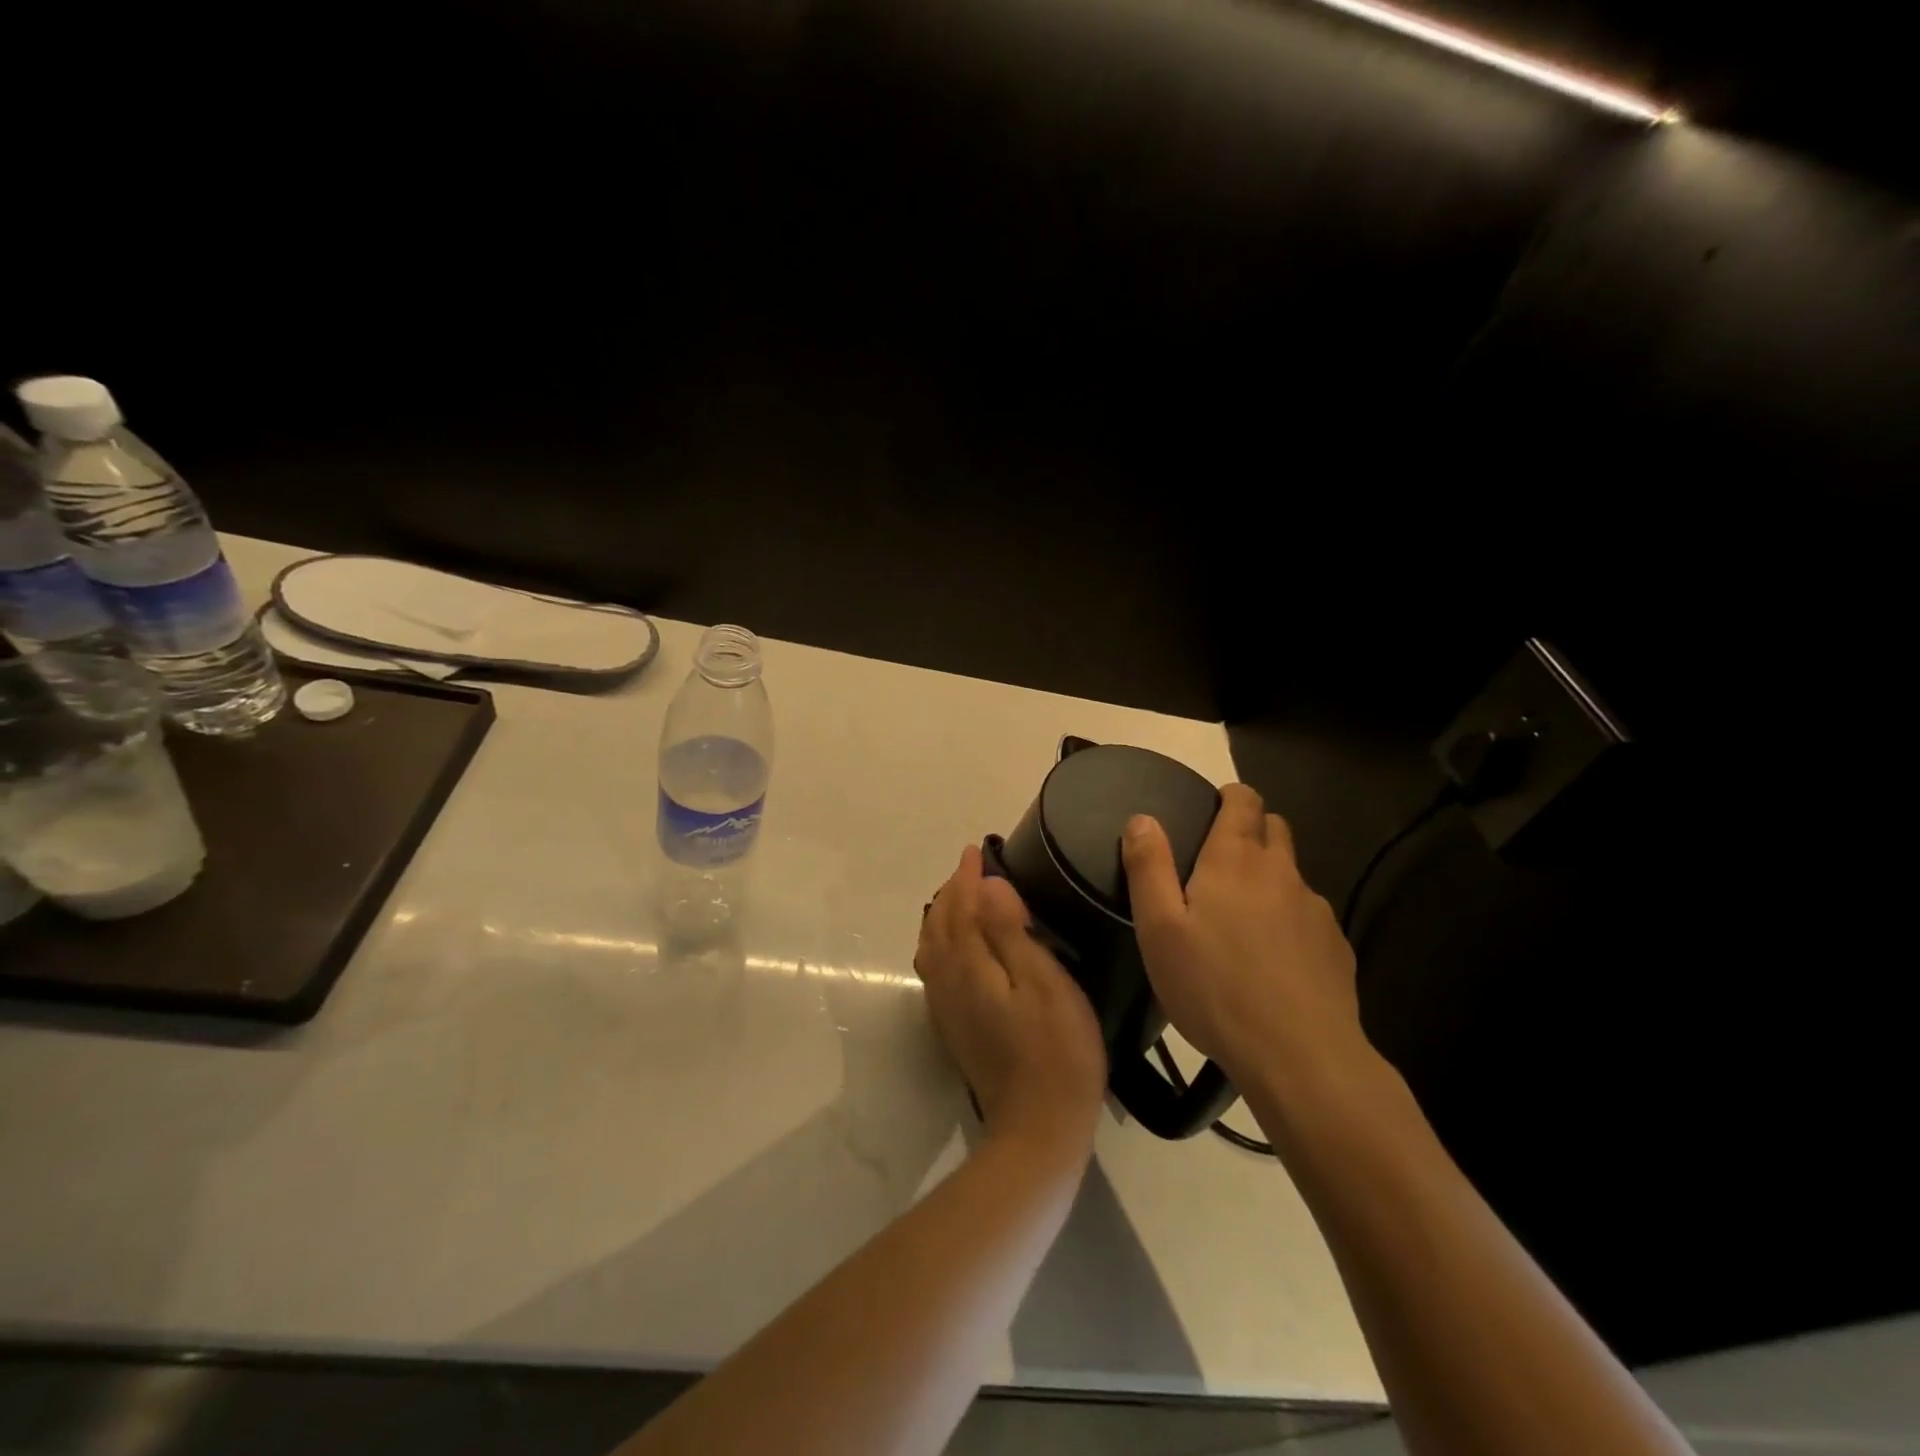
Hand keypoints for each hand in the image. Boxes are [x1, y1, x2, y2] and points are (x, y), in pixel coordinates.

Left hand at [915, 845, 1107, 1159]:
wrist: (1038, 1127)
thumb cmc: (1056, 1050)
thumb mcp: (1044, 983)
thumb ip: (1010, 932)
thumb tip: (986, 885)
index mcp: (968, 966)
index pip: (960, 907)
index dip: (967, 876)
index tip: (976, 850)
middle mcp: (947, 981)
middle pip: (939, 923)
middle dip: (952, 890)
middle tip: (972, 868)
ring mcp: (946, 1007)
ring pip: (932, 946)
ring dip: (944, 914)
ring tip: (964, 896)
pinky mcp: (953, 1026)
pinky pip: (935, 968)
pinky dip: (941, 941)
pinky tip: (957, 945)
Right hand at [1121, 784, 1365, 1087]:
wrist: (1300, 1056)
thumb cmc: (1214, 987)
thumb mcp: (1159, 929)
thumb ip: (1149, 867)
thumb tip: (1142, 818)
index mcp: (1235, 860)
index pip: (1244, 801)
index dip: (1230, 796)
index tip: (1213, 808)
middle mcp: (1281, 873)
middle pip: (1275, 829)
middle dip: (1252, 830)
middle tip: (1220, 862)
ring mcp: (1315, 911)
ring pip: (1292, 876)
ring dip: (1270, 880)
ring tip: (1243, 921)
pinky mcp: (1337, 948)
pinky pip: (1309, 918)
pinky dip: (1290, 922)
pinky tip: (1273, 961)